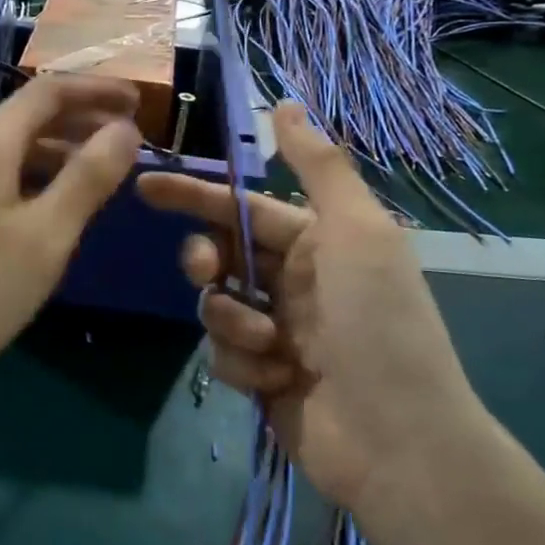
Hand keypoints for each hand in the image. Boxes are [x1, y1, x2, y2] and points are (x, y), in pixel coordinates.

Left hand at [0, 74, 141, 394]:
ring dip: (58, 152)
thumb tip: (125, 129)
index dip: (98, 91)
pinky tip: (51, 207)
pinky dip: (31, 177)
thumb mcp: (46, 236)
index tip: (142, 103)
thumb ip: (89, 177)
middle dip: (82, 121)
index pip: (50, 91)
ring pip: (11, 147)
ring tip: (100, 176)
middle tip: (130, 143)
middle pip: (29, 115)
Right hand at [138, 102, 487, 513]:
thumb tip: (286, 102)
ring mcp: (277, 331)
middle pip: (221, 253)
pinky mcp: (264, 377)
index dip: (195, 194)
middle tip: (205, 271)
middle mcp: (295, 281)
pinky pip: (224, 354)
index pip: (242, 207)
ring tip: (267, 346)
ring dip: (233, 320)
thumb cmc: (378, 324)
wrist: (398, 442)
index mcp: (317, 243)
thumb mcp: (358, 231)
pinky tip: (276, 382)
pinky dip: (243, 363)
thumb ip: (318, 167)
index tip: (145, 186)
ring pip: (216, 305)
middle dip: (205, 259)